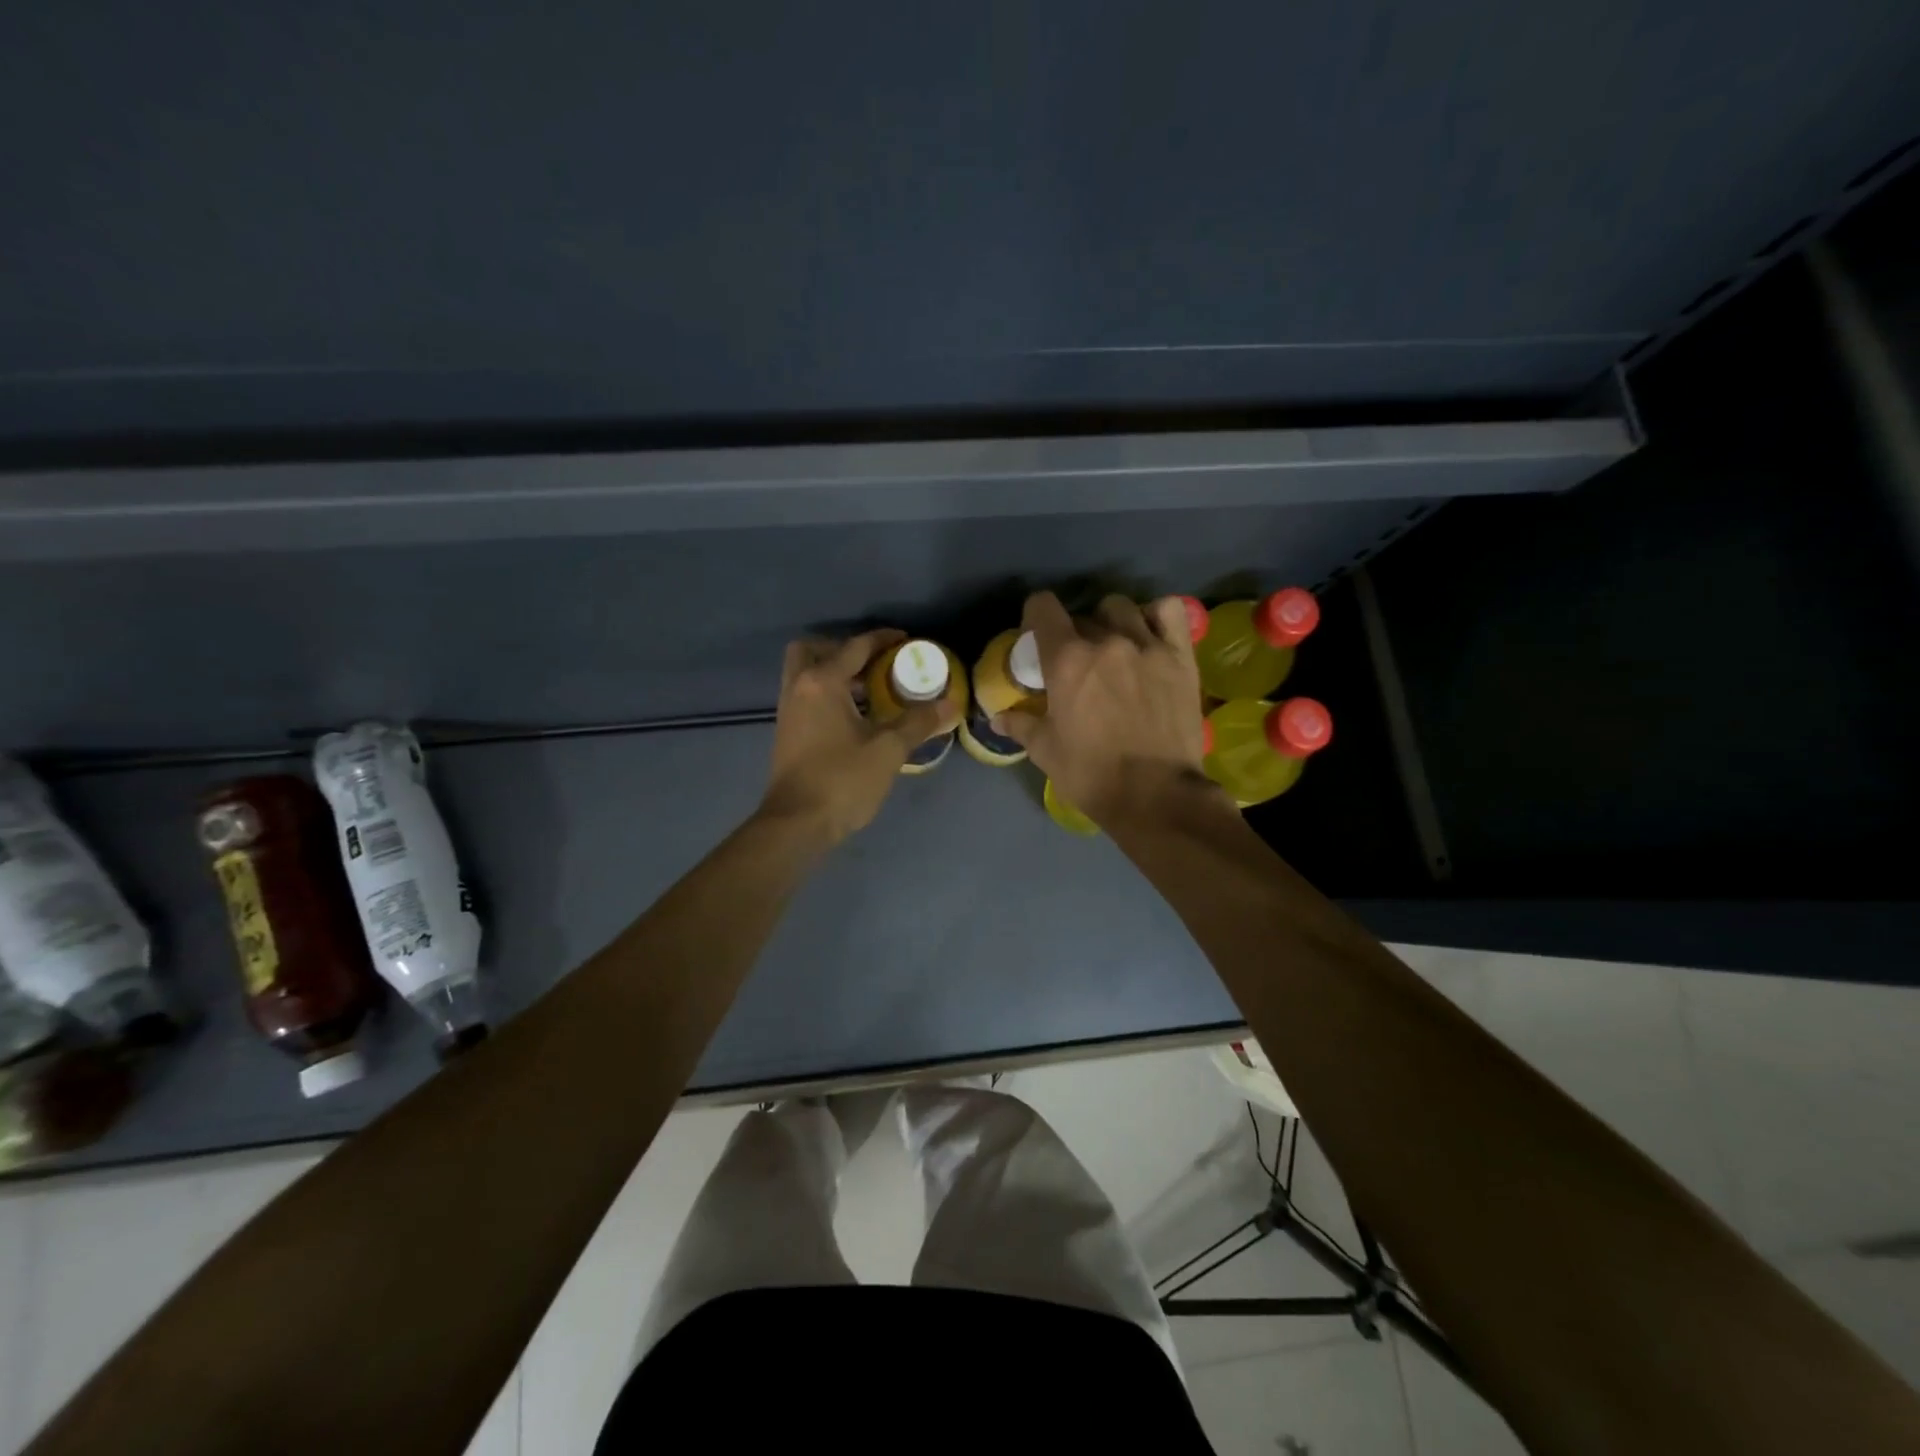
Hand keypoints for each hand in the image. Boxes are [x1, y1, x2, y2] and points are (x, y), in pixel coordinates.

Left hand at [758, 629, 956, 845]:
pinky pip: (806, 696)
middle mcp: (799, 688)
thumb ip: (918, 722)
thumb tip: (949, 704)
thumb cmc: (842, 781)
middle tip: (872, 664)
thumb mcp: (888, 750)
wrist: (796, 824)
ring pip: (805, 674)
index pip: (855, 647)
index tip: (906, 640)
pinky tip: (854, 717)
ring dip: (834, 673)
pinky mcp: (787, 733)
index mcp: (822, 683)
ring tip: (870, 690)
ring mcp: (788, 711)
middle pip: (813, 650)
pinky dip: (827, 694)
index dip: (882, 639)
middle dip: (842, 649)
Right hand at [992, 593, 1217, 826]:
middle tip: (1077, 663)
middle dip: (1074, 634)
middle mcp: (1106, 641)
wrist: (1155, 795)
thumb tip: (998, 718)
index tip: (1037, 636)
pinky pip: (1168, 611)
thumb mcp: (1045, 752)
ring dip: (1110, 622)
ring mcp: (1147, 645)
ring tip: (1114, 648)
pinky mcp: (1181, 656)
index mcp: (1066, 659)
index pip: (1043, 607)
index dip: (1036, 616)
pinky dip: (1156, 616)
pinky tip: (1150, 636)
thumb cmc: (1091, 775)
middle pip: (1082, 615)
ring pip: (1122, 608)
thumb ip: (1021, 725)